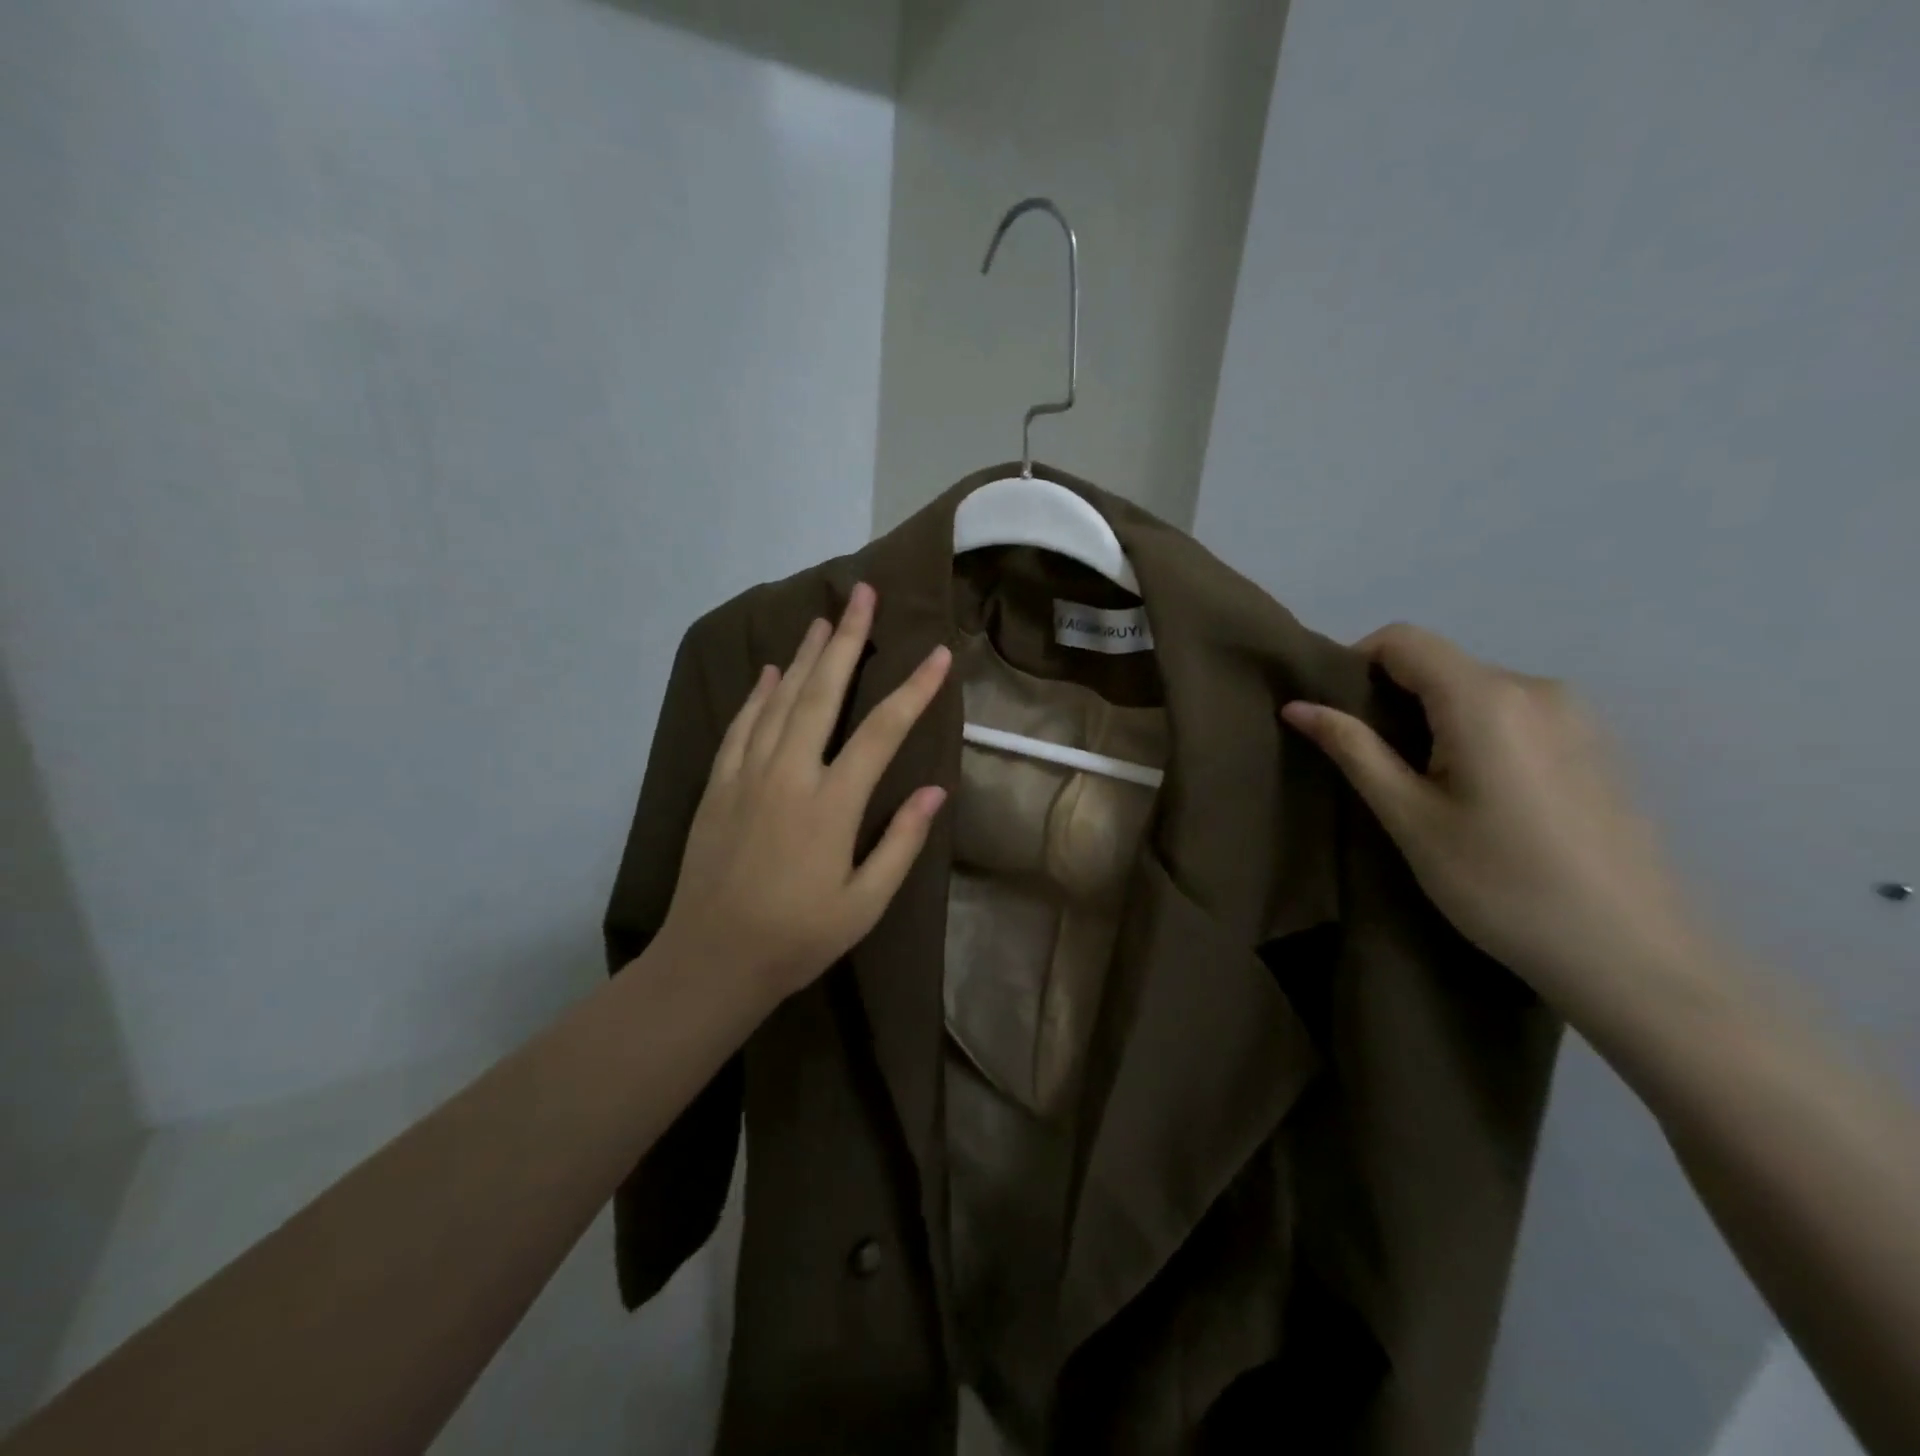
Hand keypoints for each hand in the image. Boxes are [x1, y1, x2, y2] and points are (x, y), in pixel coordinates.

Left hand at [656, 583, 951, 1001]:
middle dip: (848, 640)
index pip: (882, 731)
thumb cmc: (798, 937)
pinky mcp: (718, 785)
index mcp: (831, 804)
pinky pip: (741, 726)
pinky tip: (772, 672)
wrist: (711, 960)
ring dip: (805, 657)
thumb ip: (901, 842)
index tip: (937, 654)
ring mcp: (747, 775)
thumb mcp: (866, 903)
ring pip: (780, 700)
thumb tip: (936, 789)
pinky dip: (758, 695)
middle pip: (823, 693)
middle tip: (863, 594)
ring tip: (824, 619)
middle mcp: (789, 775)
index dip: (914, 689)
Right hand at [1282, 624, 1712, 1023]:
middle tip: (1374, 764)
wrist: (1632, 956)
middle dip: (1393, 698)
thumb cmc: (1500, 884)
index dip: (1356, 664)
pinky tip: (1481, 797)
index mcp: (1486, 698)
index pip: (1403, 640)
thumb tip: (1298, 706)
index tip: (1336, 716)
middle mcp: (1537, 688)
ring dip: (1434, 719)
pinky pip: (1514, 714)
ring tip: (1425, 787)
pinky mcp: (1597, 745)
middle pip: (1441, 664)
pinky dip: (1475, 734)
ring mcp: (1577, 715)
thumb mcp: (1409, 817)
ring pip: (1476, 691)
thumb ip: (1353, 749)